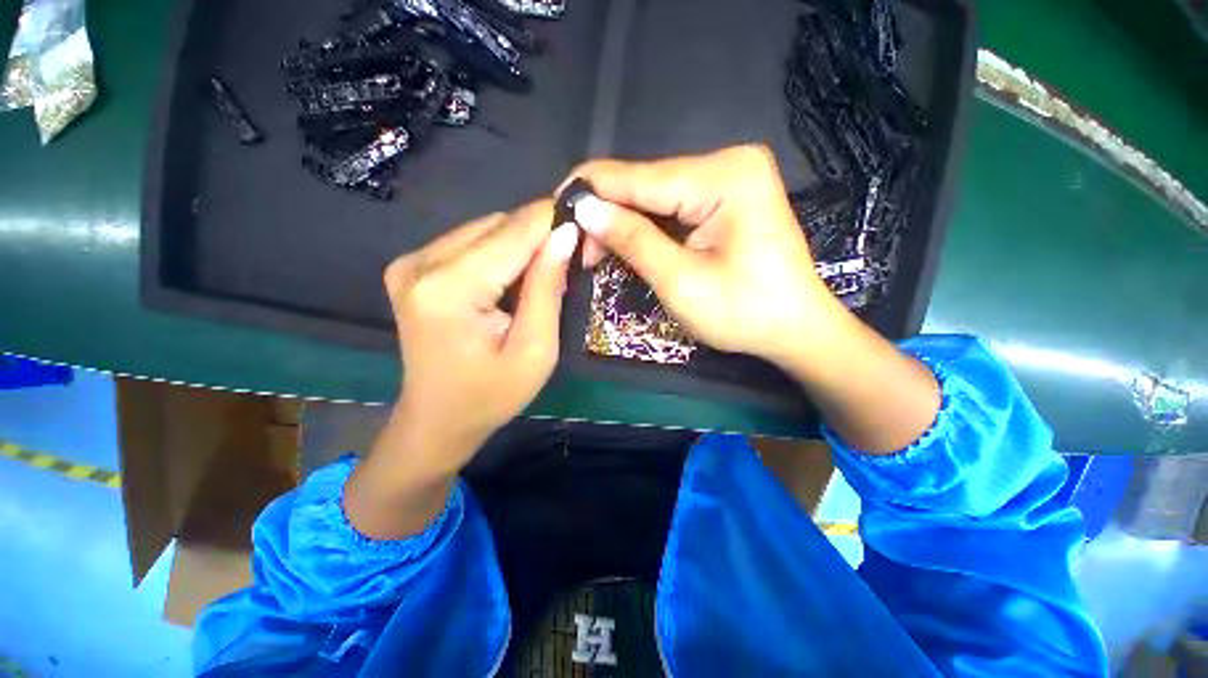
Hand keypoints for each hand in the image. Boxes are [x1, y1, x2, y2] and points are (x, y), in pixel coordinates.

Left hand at [385, 200, 578, 471]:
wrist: (438, 418)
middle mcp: (421, 263)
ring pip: (486, 229)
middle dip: (542, 234)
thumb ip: (548, 287)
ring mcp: (411, 262)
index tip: (589, 229)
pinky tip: (515, 277)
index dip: (556, 222)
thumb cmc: (493, 395)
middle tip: (574, 254)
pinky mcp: (412, 267)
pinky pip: (470, 242)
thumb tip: (567, 233)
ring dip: (523, 243)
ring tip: (547, 270)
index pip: (515, 231)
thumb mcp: (536, 349)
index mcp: (450, 288)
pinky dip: (501, 252)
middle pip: (499, 224)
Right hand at [569, 145, 845, 368]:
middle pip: (644, 184)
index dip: (589, 193)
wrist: (795, 328)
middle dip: (605, 214)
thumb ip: (632, 240)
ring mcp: (730, 177)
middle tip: (576, 250)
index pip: (637, 177)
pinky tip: (624, 244)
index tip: (553, 214)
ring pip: (654, 196)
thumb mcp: (680, 281)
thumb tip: (583, 209)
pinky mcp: (727, 196)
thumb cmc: (744, 313)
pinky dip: (645, 227)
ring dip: (622, 223)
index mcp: (723, 176)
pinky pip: (672, 206)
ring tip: (594, 252)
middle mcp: (727, 162)